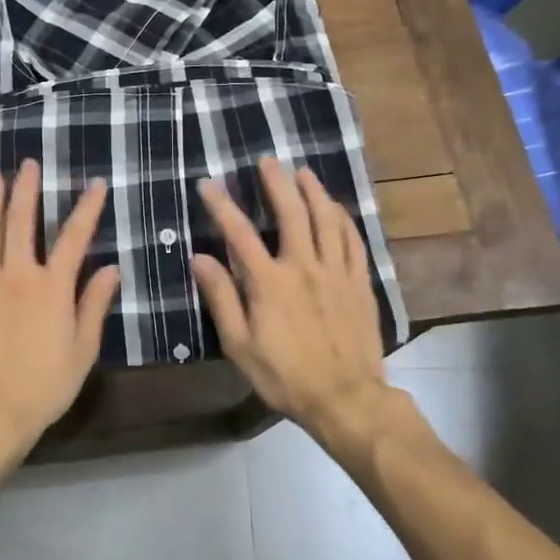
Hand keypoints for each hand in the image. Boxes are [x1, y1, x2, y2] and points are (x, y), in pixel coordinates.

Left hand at [0, 160, 121, 454]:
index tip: (96, 183)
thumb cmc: (45, 385)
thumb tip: (112, 268)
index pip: (74, 238)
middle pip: (22, 223)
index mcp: (52, 287)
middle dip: (26, 190)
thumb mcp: (83, 350)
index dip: (87, 208)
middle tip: (27, 163)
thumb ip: (94, 305)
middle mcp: (18, 275)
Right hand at [192, 158, 392, 438]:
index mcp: (269, 282)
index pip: (239, 233)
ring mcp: (336, 272)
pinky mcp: (360, 283)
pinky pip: (354, 241)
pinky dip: (344, 219)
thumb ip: (221, 298)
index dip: (221, 205)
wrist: (345, 399)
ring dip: (314, 192)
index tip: (208, 184)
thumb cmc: (285, 375)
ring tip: (303, 172)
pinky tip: (337, 209)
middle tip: (267, 160)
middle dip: (277, 182)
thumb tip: (200, 258)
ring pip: (327, 219)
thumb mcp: (240, 344)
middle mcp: (303, 267)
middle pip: (291, 212)